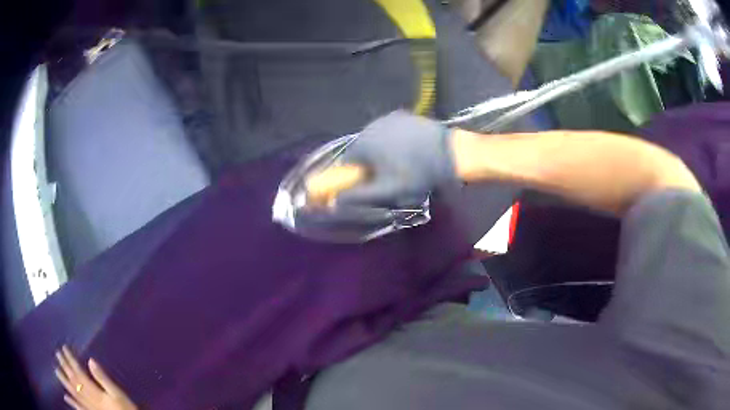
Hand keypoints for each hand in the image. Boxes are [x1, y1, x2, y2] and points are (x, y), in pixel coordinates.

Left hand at [54, 346, 136, 409]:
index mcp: (95, 392)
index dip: (71, 360)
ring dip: (65, 382)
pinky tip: (65, 397)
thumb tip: (90, 360)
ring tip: (56, 371)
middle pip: (75, 382)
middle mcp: (89, 399)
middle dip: (65, 367)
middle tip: (57, 354)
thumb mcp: (118, 394)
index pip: (79, 373)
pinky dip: (72, 402)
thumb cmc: (125, 409)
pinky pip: (79, 408)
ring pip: (74, 394)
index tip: (64, 348)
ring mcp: (89, 408)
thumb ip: (104, 379)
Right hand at [337, 110, 457, 207]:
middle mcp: (370, 125)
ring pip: (376, 139)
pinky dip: (394, 140)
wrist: (449, 152)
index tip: (370, 184)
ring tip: (402, 163)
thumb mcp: (386, 191)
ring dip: (382, 151)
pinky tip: (410, 150)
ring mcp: (388, 117)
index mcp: (363, 142)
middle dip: (370, 163)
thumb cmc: (416, 173)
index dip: (356, 175)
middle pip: (362, 149)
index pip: (347, 162)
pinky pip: (390, 131)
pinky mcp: (403, 115)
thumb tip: (335, 200)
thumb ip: (358, 196)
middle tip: (388, 176)